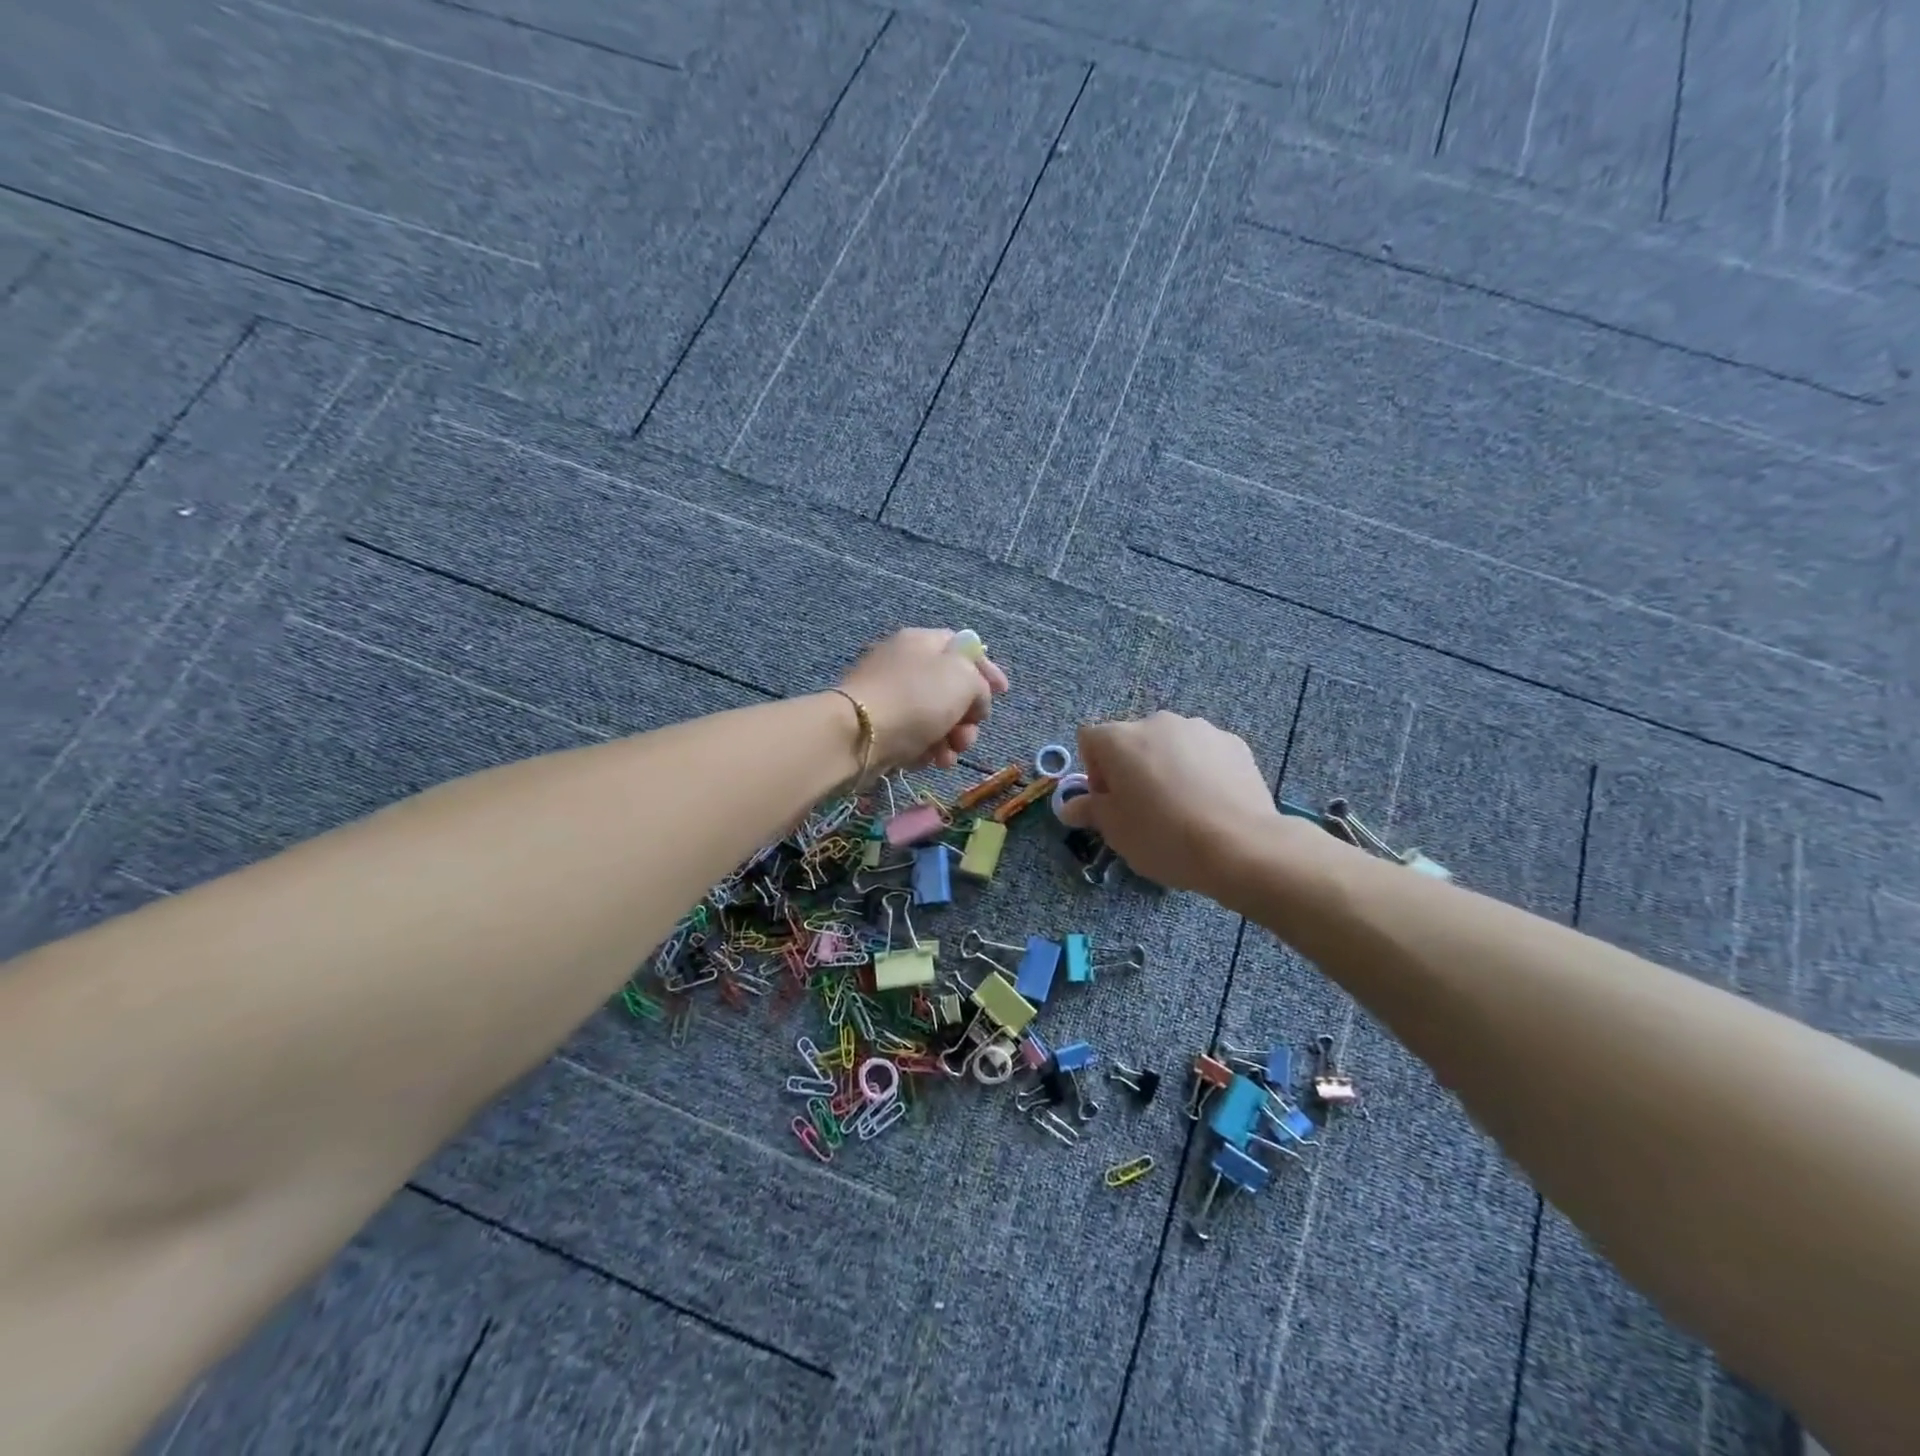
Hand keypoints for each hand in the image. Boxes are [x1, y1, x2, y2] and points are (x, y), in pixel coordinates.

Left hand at [839, 629, 1009, 770]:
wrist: (857, 735)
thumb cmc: (916, 699)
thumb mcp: (963, 680)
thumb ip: (980, 685)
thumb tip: (974, 701)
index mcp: (922, 641)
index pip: (963, 647)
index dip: (987, 669)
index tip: (1003, 693)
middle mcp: (903, 663)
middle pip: (950, 688)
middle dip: (968, 716)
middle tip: (969, 734)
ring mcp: (888, 696)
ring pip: (934, 717)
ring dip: (950, 739)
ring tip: (948, 756)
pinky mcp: (878, 727)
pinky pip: (912, 736)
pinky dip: (925, 749)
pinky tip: (927, 761)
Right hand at [1058, 712, 1300, 894]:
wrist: (1240, 846)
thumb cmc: (1163, 836)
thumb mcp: (1115, 831)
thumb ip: (1089, 811)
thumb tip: (1069, 807)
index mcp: (1120, 739)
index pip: (1089, 740)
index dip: (1093, 771)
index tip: (1109, 803)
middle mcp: (1157, 722)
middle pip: (1131, 740)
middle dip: (1131, 769)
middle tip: (1143, 809)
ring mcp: (1199, 729)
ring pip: (1169, 745)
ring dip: (1166, 767)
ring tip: (1182, 808)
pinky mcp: (1234, 743)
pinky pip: (1203, 752)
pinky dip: (1199, 770)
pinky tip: (1210, 803)